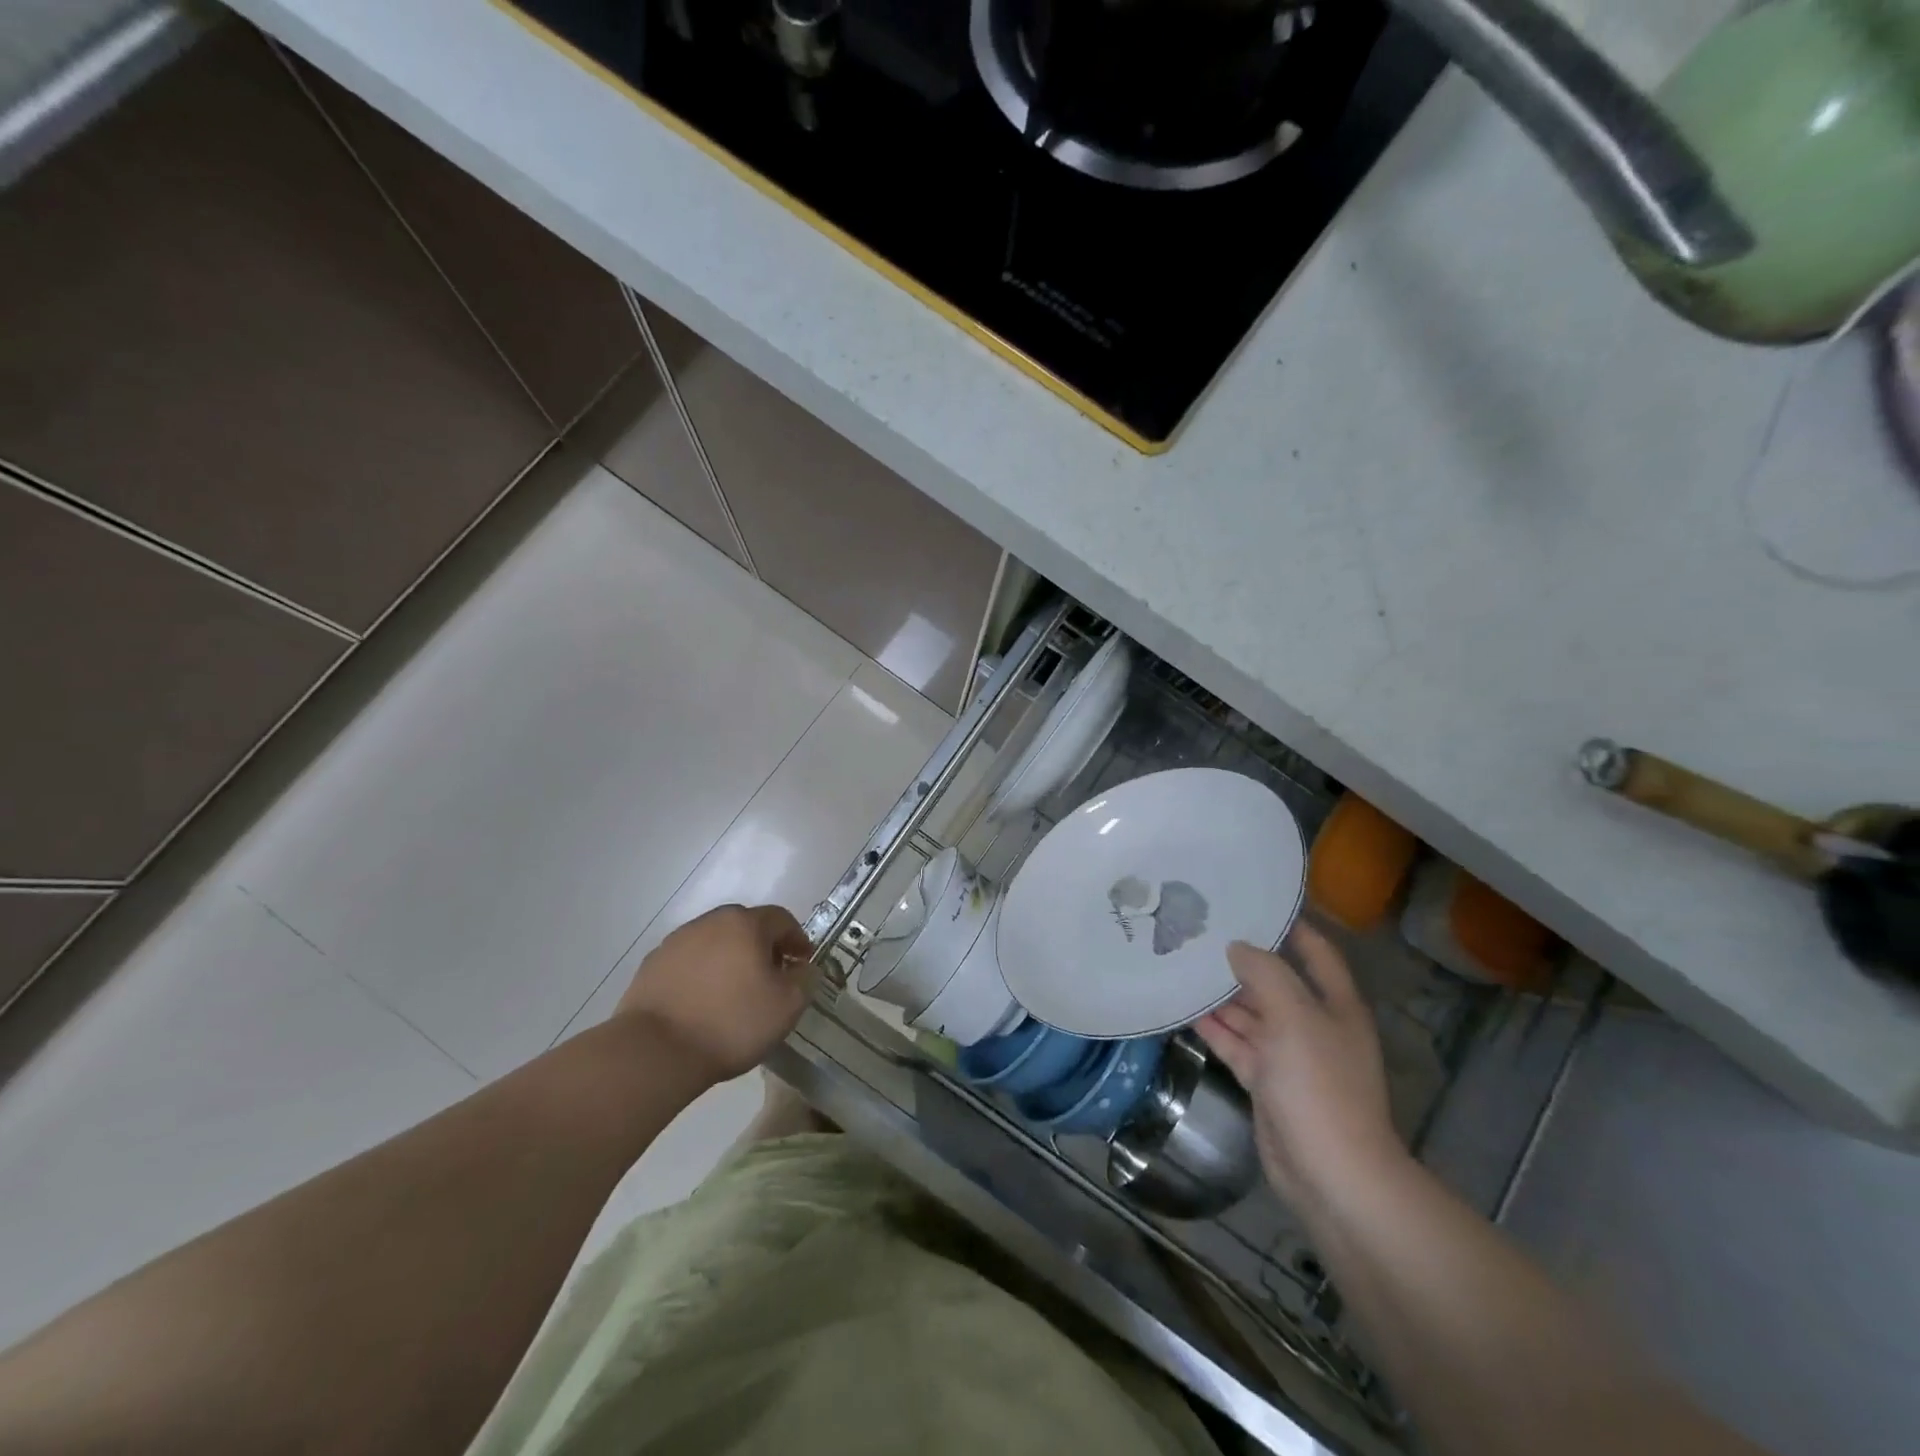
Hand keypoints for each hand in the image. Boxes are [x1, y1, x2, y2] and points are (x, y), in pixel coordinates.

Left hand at [615, 904, 814, 1083]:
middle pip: (746, 926)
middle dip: (763, 947)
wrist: (655, 1051)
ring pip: (715, 942)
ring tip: (734, 992)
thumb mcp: (787, 1006)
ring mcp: (676, 941)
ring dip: (730, 959)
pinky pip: (689, 962)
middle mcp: (710, 921)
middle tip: (771, 977)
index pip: (782, 919)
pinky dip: (702, 974)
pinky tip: (702, 1003)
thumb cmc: (731, 1023)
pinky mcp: (652, 965)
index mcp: (745, 923)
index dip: (797, 940)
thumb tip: (802, 967)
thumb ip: (805, 978)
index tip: (802, 964)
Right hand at [1195, 921, 1403, 1206]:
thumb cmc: (1320, 1085)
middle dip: (1241, 959)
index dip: (1289, 925)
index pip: (1314, 951)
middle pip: (1275, 981)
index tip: (1251, 901)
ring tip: (1181, 963)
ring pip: (1250, 1013)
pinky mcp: (1265, 1082)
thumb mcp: (1294, 1017)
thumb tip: (1236, 947)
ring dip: (1220, 993)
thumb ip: (1265, 973)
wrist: (1331, 1175)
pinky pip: (1235, 1043)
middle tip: (1198, 930)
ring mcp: (1288, 1055)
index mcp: (1334, 1004)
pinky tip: (1183, 1008)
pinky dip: (1213, 1028)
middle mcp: (1312, 1024)